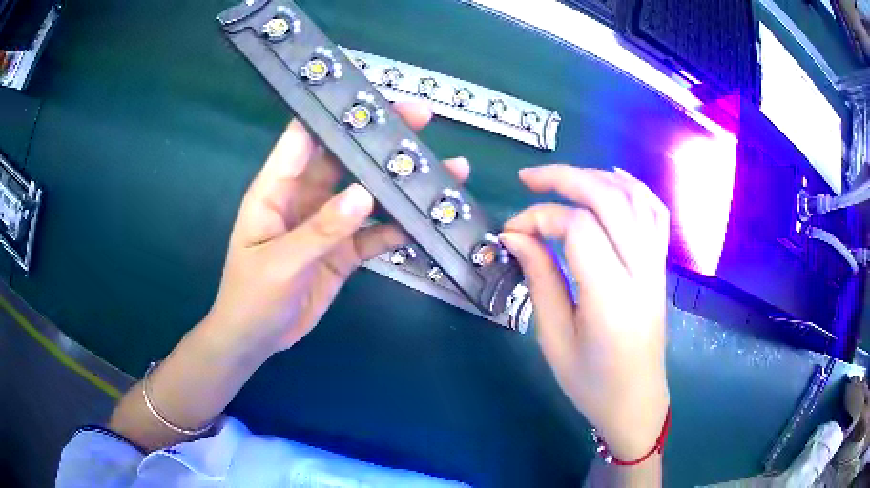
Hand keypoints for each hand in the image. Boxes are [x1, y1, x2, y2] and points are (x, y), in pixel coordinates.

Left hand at [203, 102, 469, 354]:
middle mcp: (304, 197)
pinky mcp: (342, 250)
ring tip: (442, 168)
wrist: (258, 339)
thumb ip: (320, 230)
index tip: (370, 95)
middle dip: (379, 138)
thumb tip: (364, 194)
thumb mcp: (280, 263)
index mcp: (276, 189)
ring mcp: (326, 224)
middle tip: (420, 118)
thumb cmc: (251, 297)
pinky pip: (374, 233)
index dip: (333, 112)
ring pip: (367, 193)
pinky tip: (426, 221)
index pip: (303, 137)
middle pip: (344, 157)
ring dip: (399, 183)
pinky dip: (398, 228)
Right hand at [499, 165, 669, 459]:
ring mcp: (656, 266)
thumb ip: (539, 279)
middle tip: (528, 179)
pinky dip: (634, 187)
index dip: (539, 217)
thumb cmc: (591, 383)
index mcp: (611, 298)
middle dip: (565, 178)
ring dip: (596, 177)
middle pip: (609, 200)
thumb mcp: (554, 339)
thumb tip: (515, 235)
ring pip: (634, 198)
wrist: (636, 402)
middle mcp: (640, 272)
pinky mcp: (660, 266)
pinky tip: (612, 179)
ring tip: (562, 177)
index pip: (578, 228)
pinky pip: (655, 213)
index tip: (512, 232)